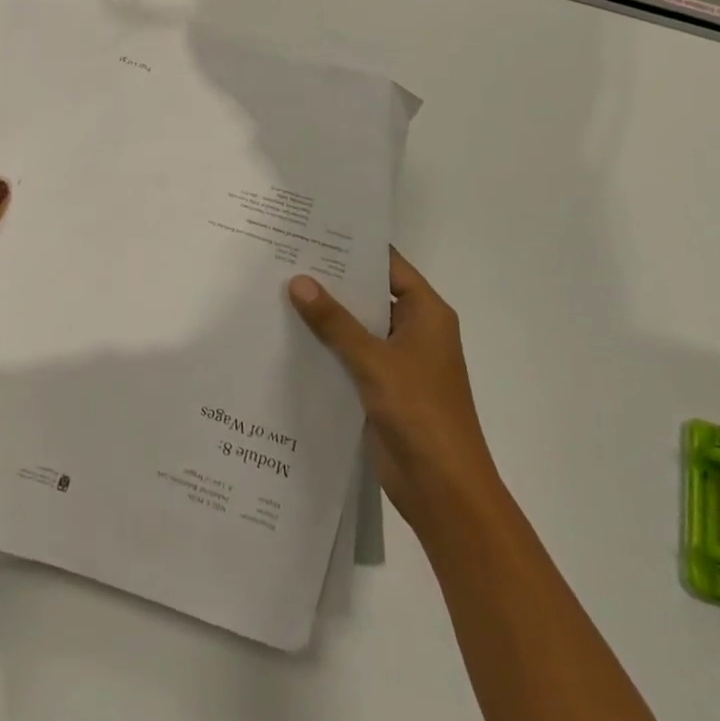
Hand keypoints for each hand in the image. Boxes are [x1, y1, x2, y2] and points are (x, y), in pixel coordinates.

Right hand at [288, 249, 499, 532]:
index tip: (312, 231)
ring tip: (276, 291)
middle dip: (331, 281)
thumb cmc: (420, 413)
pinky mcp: (381, 387)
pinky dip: (325, 347)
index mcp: (426, 314)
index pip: (388, 266)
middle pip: (369, 294)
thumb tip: (298, 281)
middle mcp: (413, 331)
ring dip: (325, 316)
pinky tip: (287, 337)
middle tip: (283, 258)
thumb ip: (335, 322)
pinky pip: (349, 356)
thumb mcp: (374, 361)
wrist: (443, 488)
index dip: (353, 248)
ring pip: (356, 327)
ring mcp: (397, 361)